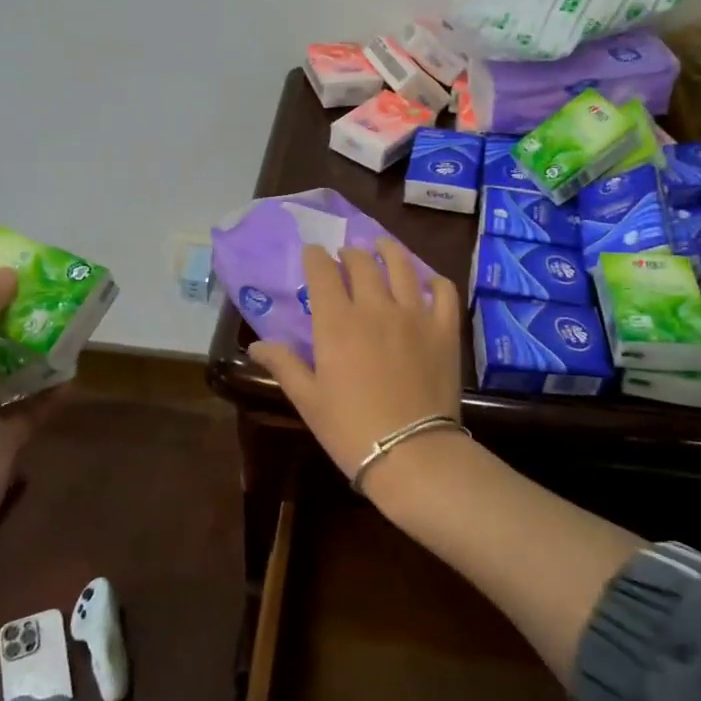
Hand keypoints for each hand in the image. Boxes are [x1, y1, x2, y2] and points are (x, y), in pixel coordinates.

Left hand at [0, 267, 55, 626]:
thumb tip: (8, 272)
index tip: (26, 278)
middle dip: (24, 323)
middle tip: (63, 304)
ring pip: (16, 374)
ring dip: (42, 357)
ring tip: (77, 334)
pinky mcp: (4, 439)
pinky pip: (34, 408)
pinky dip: (53, 395)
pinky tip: (76, 379)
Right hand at [247, 242, 462, 482]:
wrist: (411, 453)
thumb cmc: (350, 429)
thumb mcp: (308, 399)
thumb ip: (283, 364)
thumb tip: (257, 345)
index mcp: (336, 322)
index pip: (322, 272)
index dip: (314, 258)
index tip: (312, 254)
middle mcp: (375, 307)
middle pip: (361, 263)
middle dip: (349, 254)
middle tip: (345, 256)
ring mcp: (414, 314)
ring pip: (402, 266)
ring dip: (388, 251)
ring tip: (382, 247)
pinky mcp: (444, 329)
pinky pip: (443, 291)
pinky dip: (434, 280)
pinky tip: (427, 281)